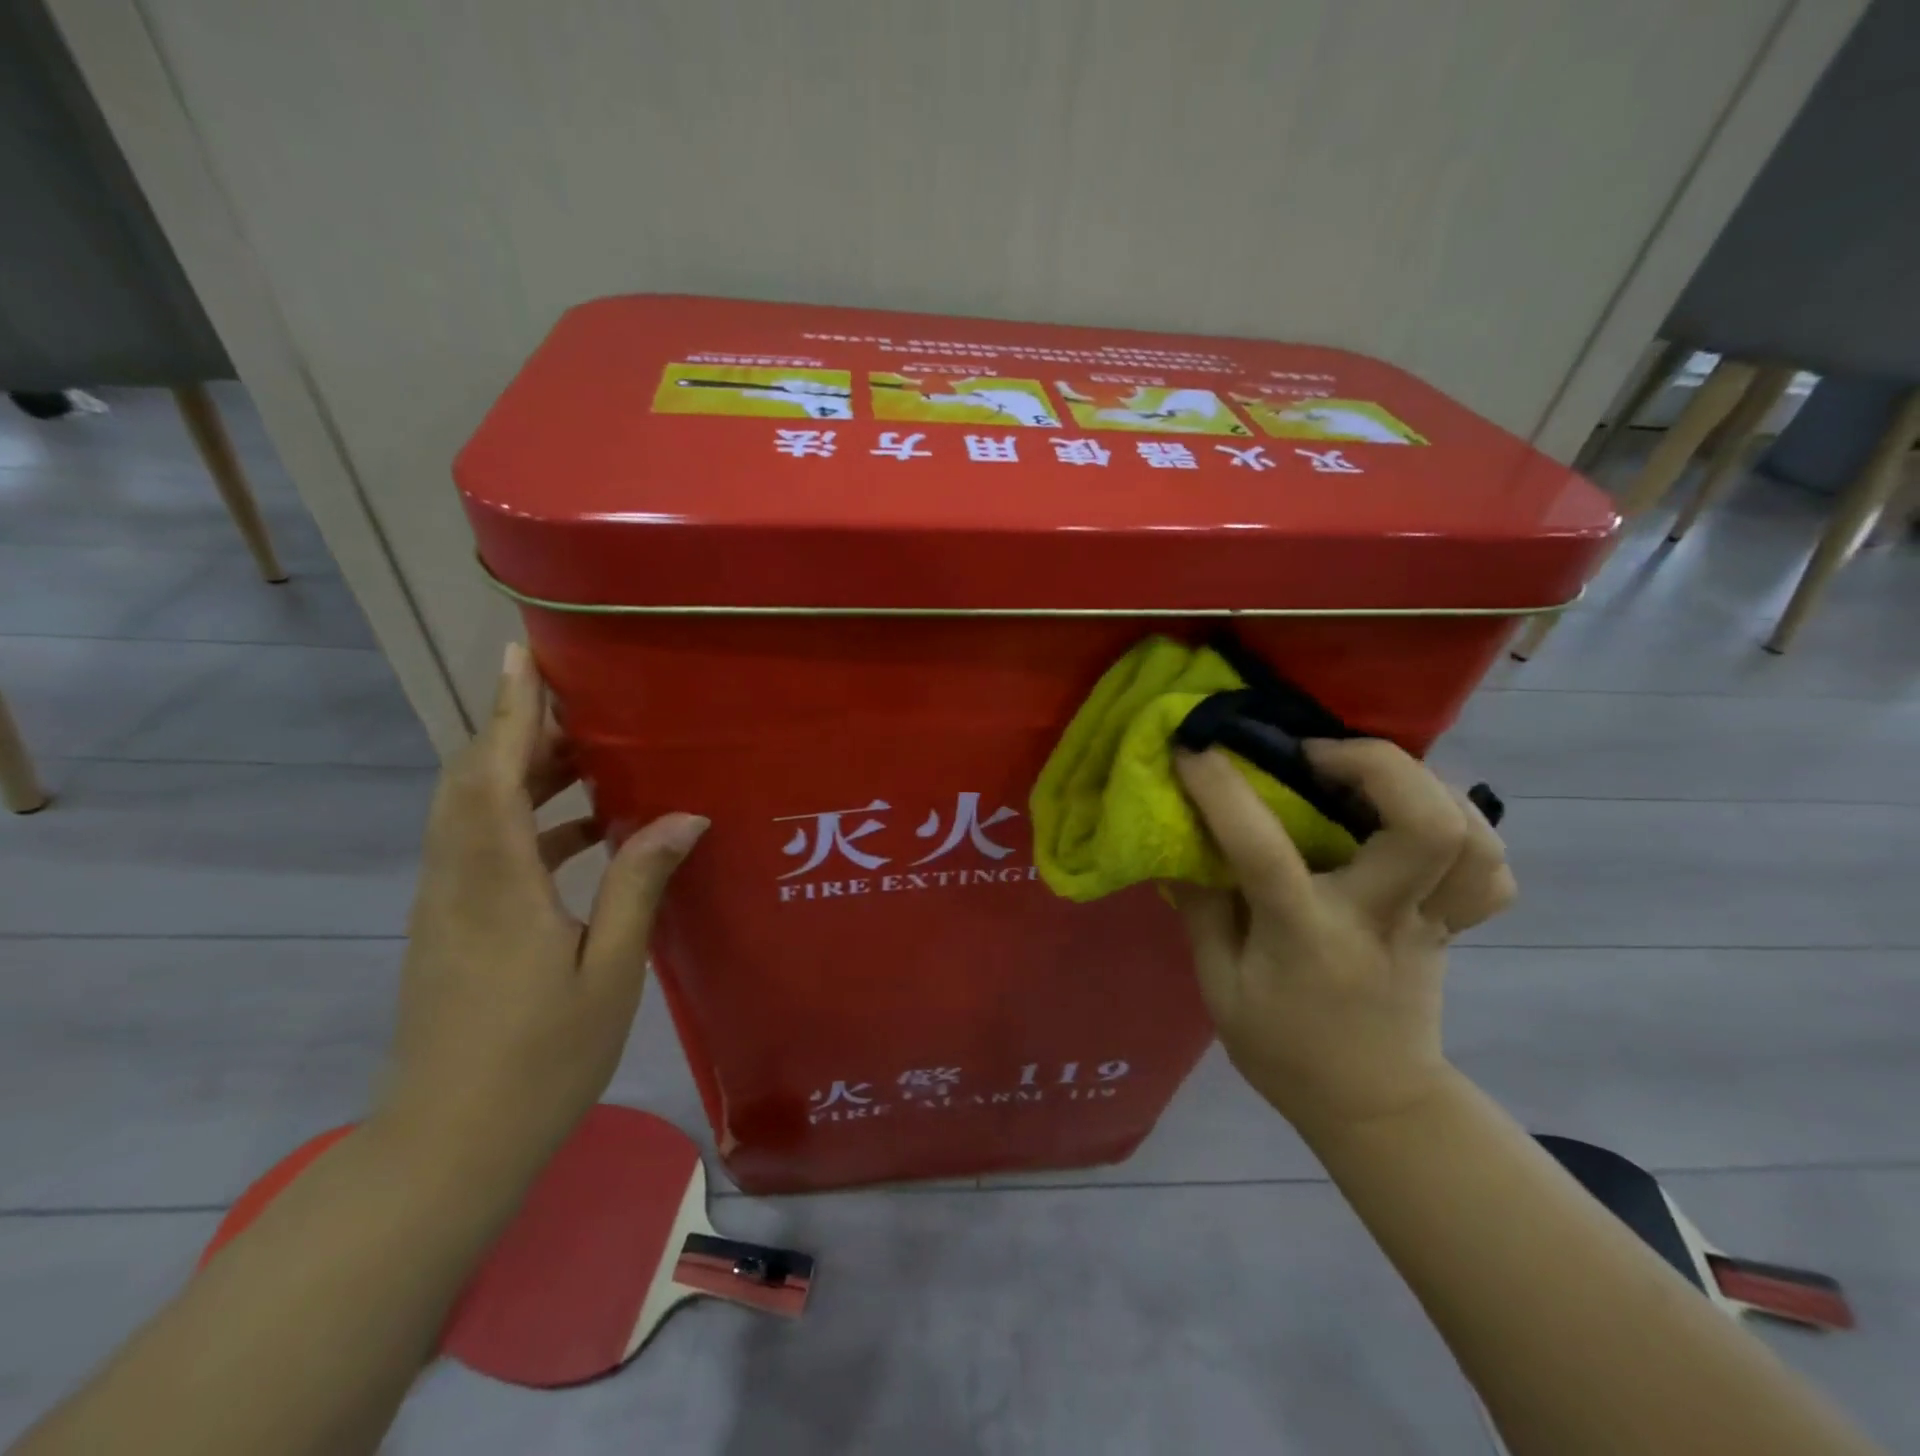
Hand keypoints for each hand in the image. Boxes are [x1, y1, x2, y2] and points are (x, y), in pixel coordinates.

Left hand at [376, 643, 706, 1183]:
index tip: (523, 657)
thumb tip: (684, 817)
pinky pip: (480, 849)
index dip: (509, 712)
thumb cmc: (539, 1060)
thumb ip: (639, 885)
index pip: (493, 775)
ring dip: (521, 775)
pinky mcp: (450, 930)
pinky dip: (524, 822)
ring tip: (589, 759)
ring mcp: (446, 908)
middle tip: (575, 703)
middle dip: (516, 732)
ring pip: (472, 814)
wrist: (446, 1148)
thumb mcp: (609, 972)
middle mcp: (458, 883)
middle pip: (471, 783)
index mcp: (496, 888)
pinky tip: (583, 836)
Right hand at [1172, 740, 1514, 1137]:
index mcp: (1306, 937)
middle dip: (1373, 764)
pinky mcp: (1453, 924)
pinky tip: (1416, 814)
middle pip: (1423, 826)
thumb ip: (1202, 911)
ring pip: (1472, 836)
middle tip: (1315, 754)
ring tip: (1367, 774)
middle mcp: (1379, 919)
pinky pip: (1489, 866)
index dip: (1223, 790)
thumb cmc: (1283, 1049)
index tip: (1194, 747)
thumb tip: (1183, 842)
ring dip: (1423, 784)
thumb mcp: (1219, 989)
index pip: (1264, 852)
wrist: (1374, 1105)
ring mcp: (1429, 920)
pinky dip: (1463, 824)